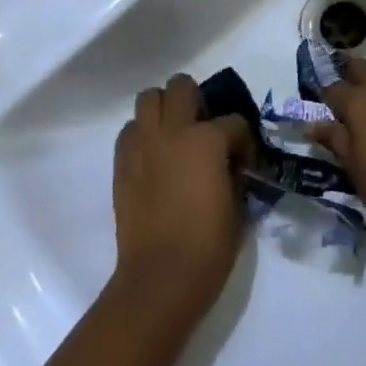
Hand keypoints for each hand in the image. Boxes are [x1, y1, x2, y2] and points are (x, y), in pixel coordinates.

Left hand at [111, 74, 253, 322]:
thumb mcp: (238, 206)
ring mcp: (144, 144)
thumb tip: (229, 163)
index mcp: (207, 140)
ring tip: (174, 134)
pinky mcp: (121, 163)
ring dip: (164, 109)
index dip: (243, 139)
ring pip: (148, 98)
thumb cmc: (208, 247)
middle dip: (196, 100)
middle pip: (181, 86)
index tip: (244, 160)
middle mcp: (173, 131)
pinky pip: (130, 131)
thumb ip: (234, 173)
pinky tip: (154, 157)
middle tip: (203, 128)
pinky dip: (142, 135)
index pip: (234, 121)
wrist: (159, 279)